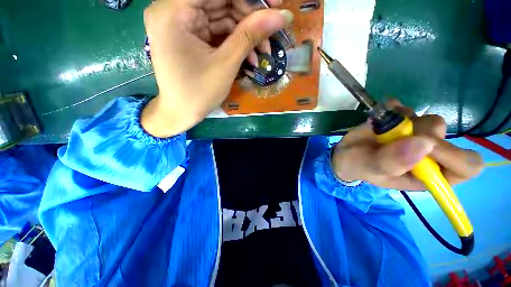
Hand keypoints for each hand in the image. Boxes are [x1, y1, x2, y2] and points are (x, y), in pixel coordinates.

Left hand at [141, 0, 292, 137]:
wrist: (181, 113)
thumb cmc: (199, 93)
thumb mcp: (226, 64)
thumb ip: (251, 35)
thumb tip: (281, 16)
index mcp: (174, 11)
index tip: (275, 4)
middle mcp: (173, 10)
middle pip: (220, 2)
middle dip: (249, 18)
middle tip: (271, 33)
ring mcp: (181, 24)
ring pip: (221, 17)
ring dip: (245, 34)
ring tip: (262, 52)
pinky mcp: (190, 36)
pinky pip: (217, 31)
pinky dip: (235, 42)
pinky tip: (249, 57)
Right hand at [332, 101, 483, 190]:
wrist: (344, 153)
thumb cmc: (357, 166)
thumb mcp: (369, 169)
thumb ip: (392, 162)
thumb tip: (424, 145)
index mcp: (428, 176)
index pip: (466, 166)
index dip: (455, 156)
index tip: (426, 146)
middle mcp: (429, 155)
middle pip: (447, 137)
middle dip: (420, 134)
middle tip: (394, 136)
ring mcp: (416, 136)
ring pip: (430, 121)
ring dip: (405, 122)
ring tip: (382, 130)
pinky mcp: (403, 122)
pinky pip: (408, 109)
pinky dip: (394, 109)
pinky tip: (381, 116)